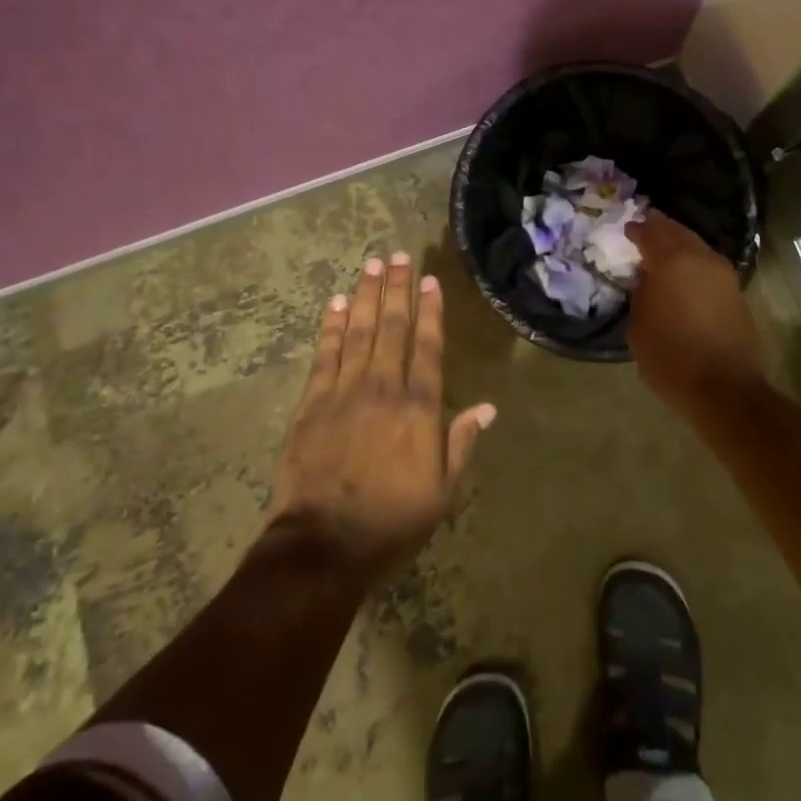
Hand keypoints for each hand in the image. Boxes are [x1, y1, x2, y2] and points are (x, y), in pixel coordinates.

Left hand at [268, 252, 495, 577]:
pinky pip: (325, 354)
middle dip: (397, 289)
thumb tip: (488, 407)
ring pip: (358, 331)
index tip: (430, 280)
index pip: (428, 346)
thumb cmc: (391, 520)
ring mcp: (345, 391)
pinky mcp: (313, 402)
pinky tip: (335, 303)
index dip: (430, 311)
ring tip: (371, 265)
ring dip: (365, 295)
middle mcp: (384, 387)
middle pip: (392, 327)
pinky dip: (331, 326)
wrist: (324, 543)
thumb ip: (462, 443)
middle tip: (398, 256)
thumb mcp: (442, 491)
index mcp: (419, 407)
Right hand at [626, 212, 766, 416]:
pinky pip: (708, 265)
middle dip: (660, 229)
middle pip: (677, 231)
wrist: (726, 390)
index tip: (626, 230)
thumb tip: (648, 280)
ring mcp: (724, 274)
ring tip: (662, 252)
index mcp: (672, 261)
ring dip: (679, 244)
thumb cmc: (672, 359)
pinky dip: (693, 262)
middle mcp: (701, 258)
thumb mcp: (639, 327)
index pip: (651, 232)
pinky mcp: (736, 292)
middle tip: (644, 229)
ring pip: (697, 246)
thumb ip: (641, 294)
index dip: (636, 229)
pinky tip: (683, 275)